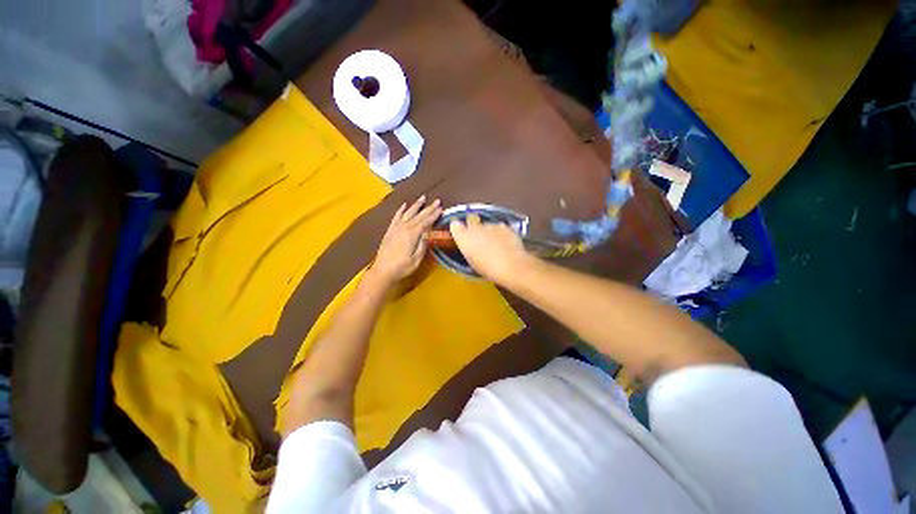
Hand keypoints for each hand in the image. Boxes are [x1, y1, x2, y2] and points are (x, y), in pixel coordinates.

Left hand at [369, 196, 441, 285]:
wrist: (382, 270)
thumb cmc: (402, 267)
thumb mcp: (416, 259)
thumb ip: (423, 245)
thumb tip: (428, 233)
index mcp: (412, 235)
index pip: (425, 222)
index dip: (434, 215)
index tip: (441, 208)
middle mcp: (404, 228)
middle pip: (418, 215)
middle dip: (428, 208)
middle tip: (437, 200)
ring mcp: (396, 228)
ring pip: (407, 213)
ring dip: (416, 205)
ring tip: (423, 197)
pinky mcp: (390, 230)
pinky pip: (396, 217)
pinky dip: (401, 210)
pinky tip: (404, 205)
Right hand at [449, 214, 531, 282]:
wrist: (511, 266)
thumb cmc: (487, 269)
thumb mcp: (472, 262)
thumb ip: (468, 249)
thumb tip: (469, 246)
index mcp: (463, 237)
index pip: (455, 225)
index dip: (458, 229)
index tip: (461, 234)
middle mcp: (475, 227)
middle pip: (471, 220)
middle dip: (473, 227)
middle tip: (478, 239)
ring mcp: (491, 225)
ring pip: (486, 225)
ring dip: (488, 231)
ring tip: (494, 244)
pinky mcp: (504, 226)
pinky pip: (499, 227)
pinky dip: (500, 233)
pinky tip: (505, 243)